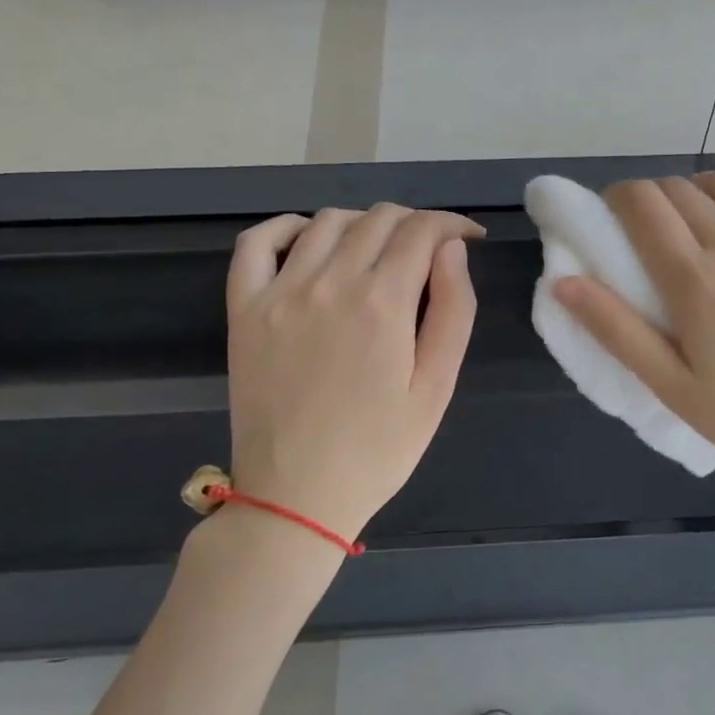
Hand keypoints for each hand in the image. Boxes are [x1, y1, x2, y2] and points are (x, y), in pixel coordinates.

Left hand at [223, 204, 482, 543]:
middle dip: (416, 224)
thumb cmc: (380, 448)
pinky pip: (257, 243)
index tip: (469, 238)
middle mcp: (330, 282)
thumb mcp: (438, 387)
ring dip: (364, 223)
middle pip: (379, 219)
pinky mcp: (244, 309)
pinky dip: (287, 227)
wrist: (297, 496)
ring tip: (380, 251)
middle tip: (431, 252)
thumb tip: (452, 250)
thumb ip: (454, 310)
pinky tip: (310, 240)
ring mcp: (280, 292)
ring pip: (328, 222)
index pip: (423, 230)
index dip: (453, 224)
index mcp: (384, 302)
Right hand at [552, 172, 714, 515]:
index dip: (618, 198)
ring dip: (697, 190)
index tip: (612, 217)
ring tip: (696, 222)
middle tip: (649, 231)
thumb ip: (615, 330)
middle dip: (651, 198)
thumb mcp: (671, 387)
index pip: (644, 204)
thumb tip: (561, 281)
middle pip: (679, 188)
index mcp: (697, 283)